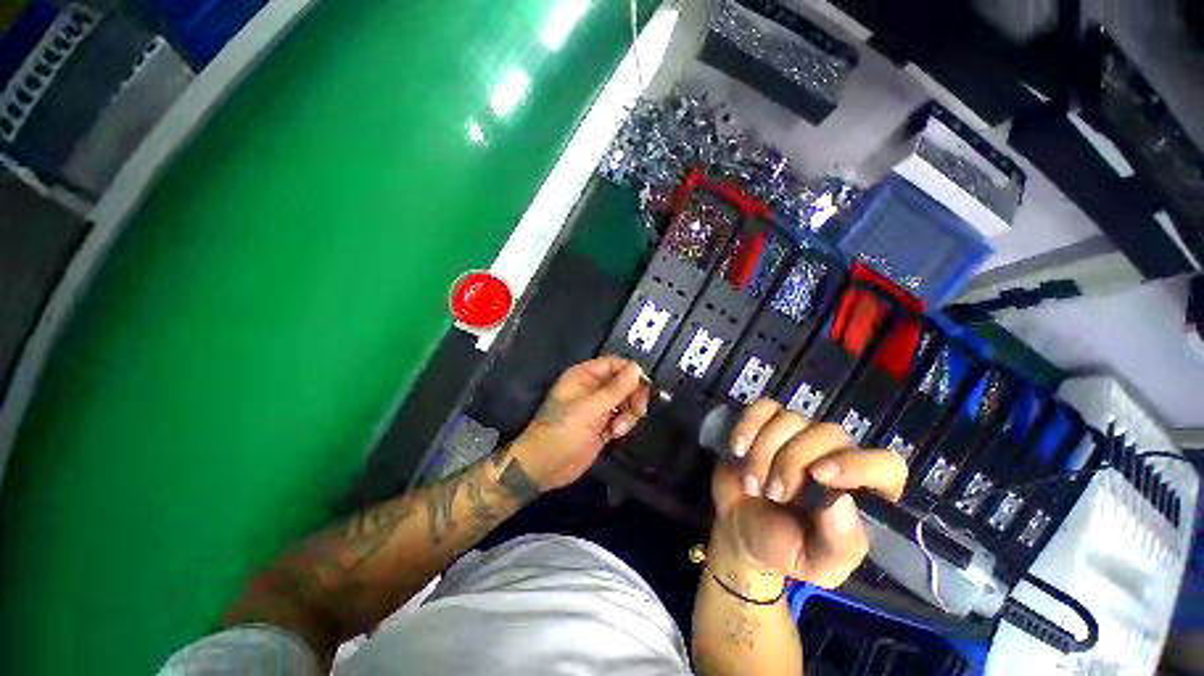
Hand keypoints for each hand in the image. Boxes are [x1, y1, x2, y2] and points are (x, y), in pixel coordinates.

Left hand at [512, 356, 649, 490]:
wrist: (545, 467)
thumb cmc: (562, 431)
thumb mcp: (590, 409)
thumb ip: (615, 389)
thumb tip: (637, 369)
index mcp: (584, 376)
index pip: (614, 363)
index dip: (630, 372)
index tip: (643, 386)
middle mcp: (592, 388)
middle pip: (624, 382)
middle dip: (633, 395)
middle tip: (638, 411)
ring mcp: (598, 407)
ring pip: (626, 400)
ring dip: (629, 413)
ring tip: (618, 429)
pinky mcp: (603, 425)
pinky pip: (622, 417)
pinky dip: (623, 424)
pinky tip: (614, 434)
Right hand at [707, 400, 906, 588]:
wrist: (737, 528)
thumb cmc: (781, 548)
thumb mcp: (814, 564)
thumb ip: (838, 545)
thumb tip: (842, 502)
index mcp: (861, 493)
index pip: (886, 465)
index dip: (857, 464)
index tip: (819, 476)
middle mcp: (834, 457)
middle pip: (828, 434)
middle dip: (791, 462)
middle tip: (771, 493)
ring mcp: (798, 436)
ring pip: (791, 419)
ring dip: (764, 452)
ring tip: (751, 484)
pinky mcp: (766, 424)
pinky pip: (762, 408)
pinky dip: (748, 426)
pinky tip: (738, 449)